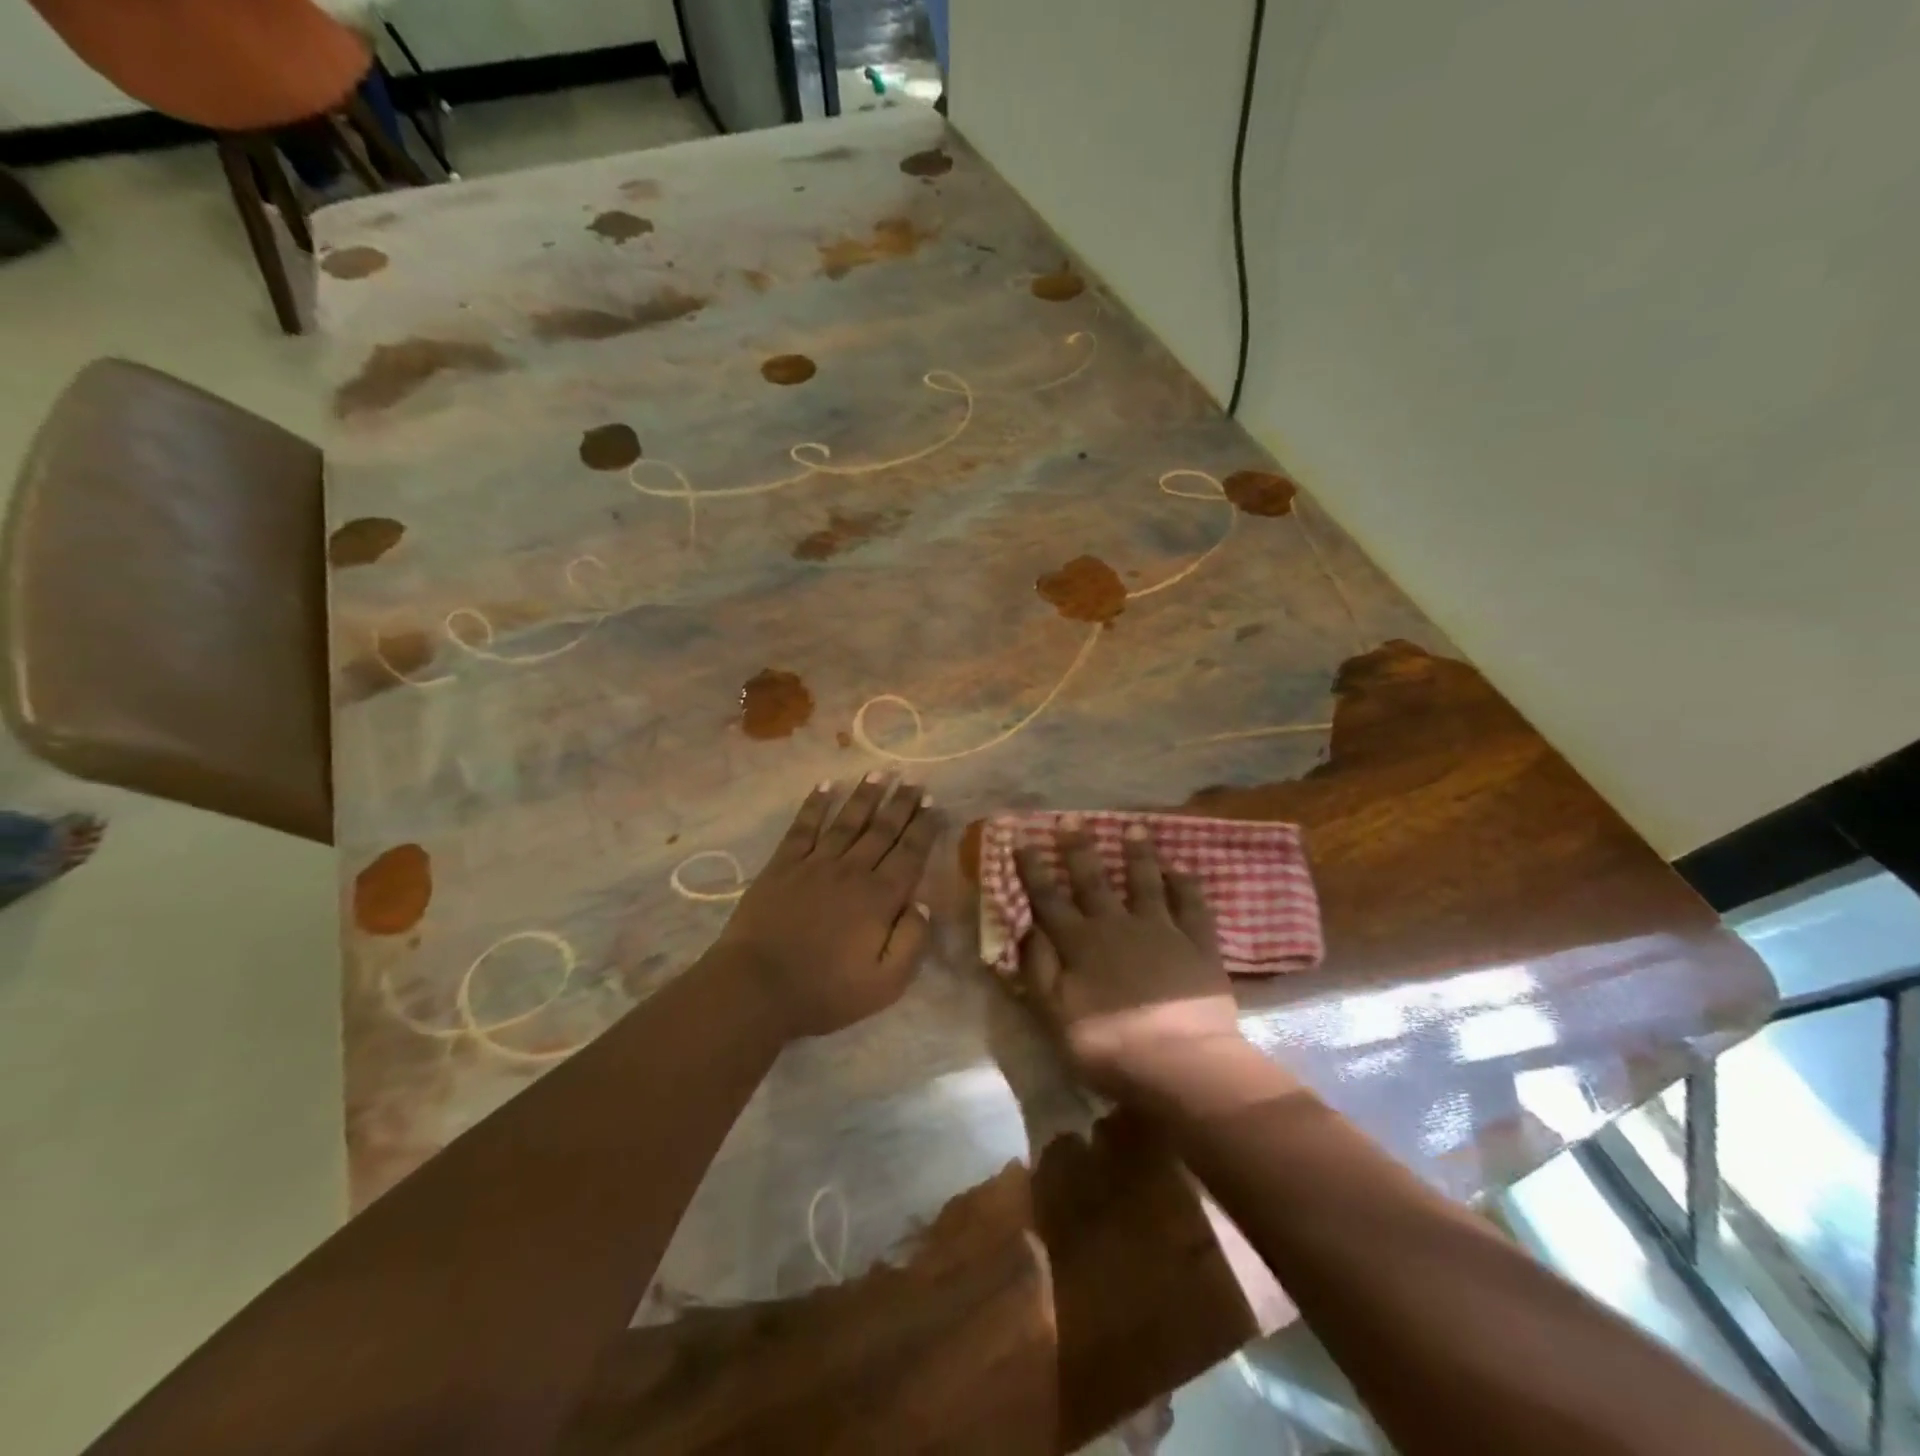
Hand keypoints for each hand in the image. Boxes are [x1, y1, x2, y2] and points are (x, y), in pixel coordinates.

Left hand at [712, 774, 943, 1039]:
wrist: (757, 987)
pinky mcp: (783, 865)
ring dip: (865, 796)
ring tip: (880, 773)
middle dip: (901, 804)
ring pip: (847, 822)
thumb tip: (924, 904)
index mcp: (879, 898)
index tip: (934, 804)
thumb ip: (911, 942)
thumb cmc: (824, 991)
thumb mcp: (885, 984)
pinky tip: (825, 786)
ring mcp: (815, 864)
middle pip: (882, 830)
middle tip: (915, 780)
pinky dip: (815, 805)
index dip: (923, 828)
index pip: (910, 854)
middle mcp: (852, 871)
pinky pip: (803, 827)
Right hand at [1014, 819, 1255, 1102]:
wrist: (1182, 1065)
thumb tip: (1027, 930)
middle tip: (1071, 817)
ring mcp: (1161, 930)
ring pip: (1145, 882)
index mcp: (1080, 944)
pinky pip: (1193, 905)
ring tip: (1134, 828)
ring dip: (1138, 854)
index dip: (1032, 868)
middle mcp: (1117, 926)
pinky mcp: (1198, 944)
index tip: (1020, 838)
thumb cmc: (1110, 1048)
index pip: (1048, 899)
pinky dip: (1187, 884)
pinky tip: (1182, 869)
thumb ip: (1039, 971)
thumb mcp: (1056, 1017)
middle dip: (1079, 847)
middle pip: (1093, 880)